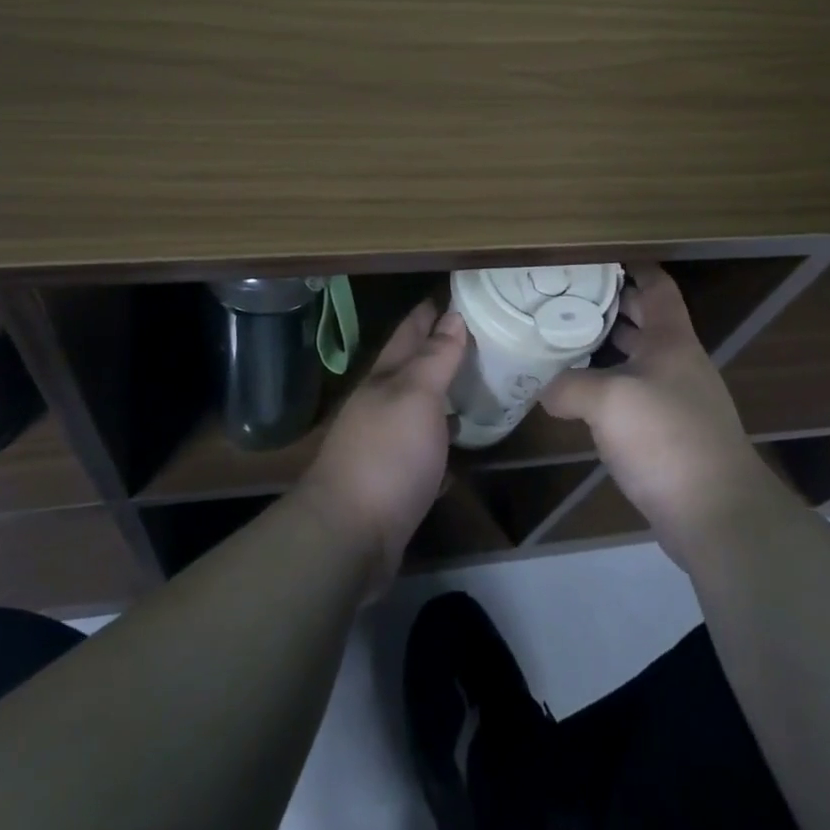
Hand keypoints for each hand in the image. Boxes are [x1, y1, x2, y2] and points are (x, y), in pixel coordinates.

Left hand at [294, 300, 466, 585]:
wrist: (349, 536)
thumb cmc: (387, 454)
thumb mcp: (415, 396)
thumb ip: (435, 357)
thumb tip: (453, 316)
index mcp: (385, 378)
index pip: (410, 332)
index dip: (431, 311)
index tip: (458, 293)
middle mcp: (381, 405)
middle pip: (413, 368)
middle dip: (441, 349)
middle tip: (481, 335)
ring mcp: (385, 444)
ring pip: (420, 408)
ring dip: (444, 394)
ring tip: (478, 383)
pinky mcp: (395, 481)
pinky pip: (425, 451)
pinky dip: (443, 442)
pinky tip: (463, 446)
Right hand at [541, 264, 772, 566]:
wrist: (718, 515)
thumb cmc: (666, 439)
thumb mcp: (608, 402)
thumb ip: (569, 386)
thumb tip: (545, 389)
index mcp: (672, 341)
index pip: (658, 287)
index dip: (635, 266)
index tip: (601, 256)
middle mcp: (679, 363)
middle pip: (647, 320)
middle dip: (612, 305)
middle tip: (568, 297)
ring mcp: (679, 400)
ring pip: (640, 359)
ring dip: (609, 347)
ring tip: (566, 339)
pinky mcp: (673, 435)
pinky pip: (637, 394)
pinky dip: (612, 385)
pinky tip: (583, 396)